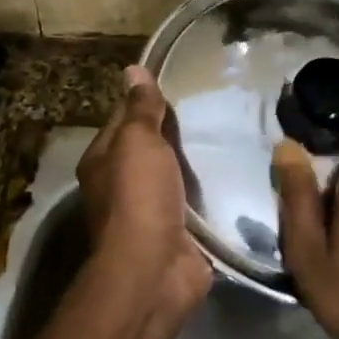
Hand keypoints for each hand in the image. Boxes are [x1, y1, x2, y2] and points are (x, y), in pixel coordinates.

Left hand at [78, 65, 212, 316]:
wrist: (155, 268)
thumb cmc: (139, 196)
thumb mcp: (137, 142)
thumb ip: (141, 109)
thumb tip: (133, 70)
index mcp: (102, 161)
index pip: (123, 120)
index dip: (146, 102)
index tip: (180, 84)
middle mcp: (120, 186)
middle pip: (150, 150)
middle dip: (176, 133)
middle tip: (216, 107)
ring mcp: (149, 212)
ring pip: (174, 177)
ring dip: (196, 164)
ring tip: (231, 136)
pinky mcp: (177, 233)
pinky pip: (195, 204)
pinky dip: (210, 193)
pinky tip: (235, 176)